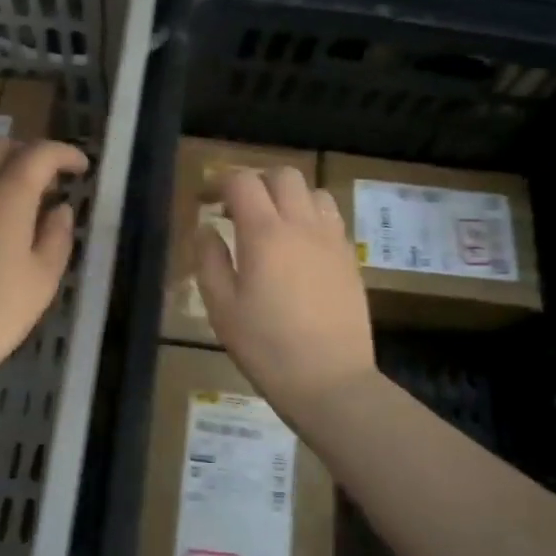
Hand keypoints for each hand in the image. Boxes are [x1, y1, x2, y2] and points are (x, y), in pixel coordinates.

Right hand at [195, 166, 376, 419]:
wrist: (330, 381)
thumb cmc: (266, 347)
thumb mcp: (222, 308)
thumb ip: (209, 260)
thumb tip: (206, 228)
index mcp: (265, 234)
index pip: (242, 182)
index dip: (219, 182)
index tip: (205, 199)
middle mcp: (302, 225)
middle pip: (283, 175)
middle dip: (256, 181)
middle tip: (236, 208)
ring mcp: (332, 240)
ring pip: (313, 191)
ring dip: (288, 196)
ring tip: (271, 223)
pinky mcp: (350, 258)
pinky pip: (331, 218)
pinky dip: (310, 216)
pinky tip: (299, 246)